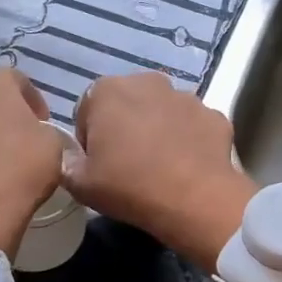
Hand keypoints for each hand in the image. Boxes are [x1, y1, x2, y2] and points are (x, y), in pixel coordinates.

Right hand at [63, 72, 256, 273]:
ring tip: (159, 167)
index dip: (89, 139)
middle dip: (125, 127)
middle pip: (127, 104)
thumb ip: (67, 164)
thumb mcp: (81, 184)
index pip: (87, 111)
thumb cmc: (129, 185)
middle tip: (126, 164)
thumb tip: (71, 158)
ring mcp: (185, 96)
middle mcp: (147, 82)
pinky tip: (186, 167)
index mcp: (107, 90)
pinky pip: (192, 125)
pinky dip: (188, 140)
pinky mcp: (213, 114)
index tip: (97, 164)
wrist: (195, 199)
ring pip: (162, 112)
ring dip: (157, 130)